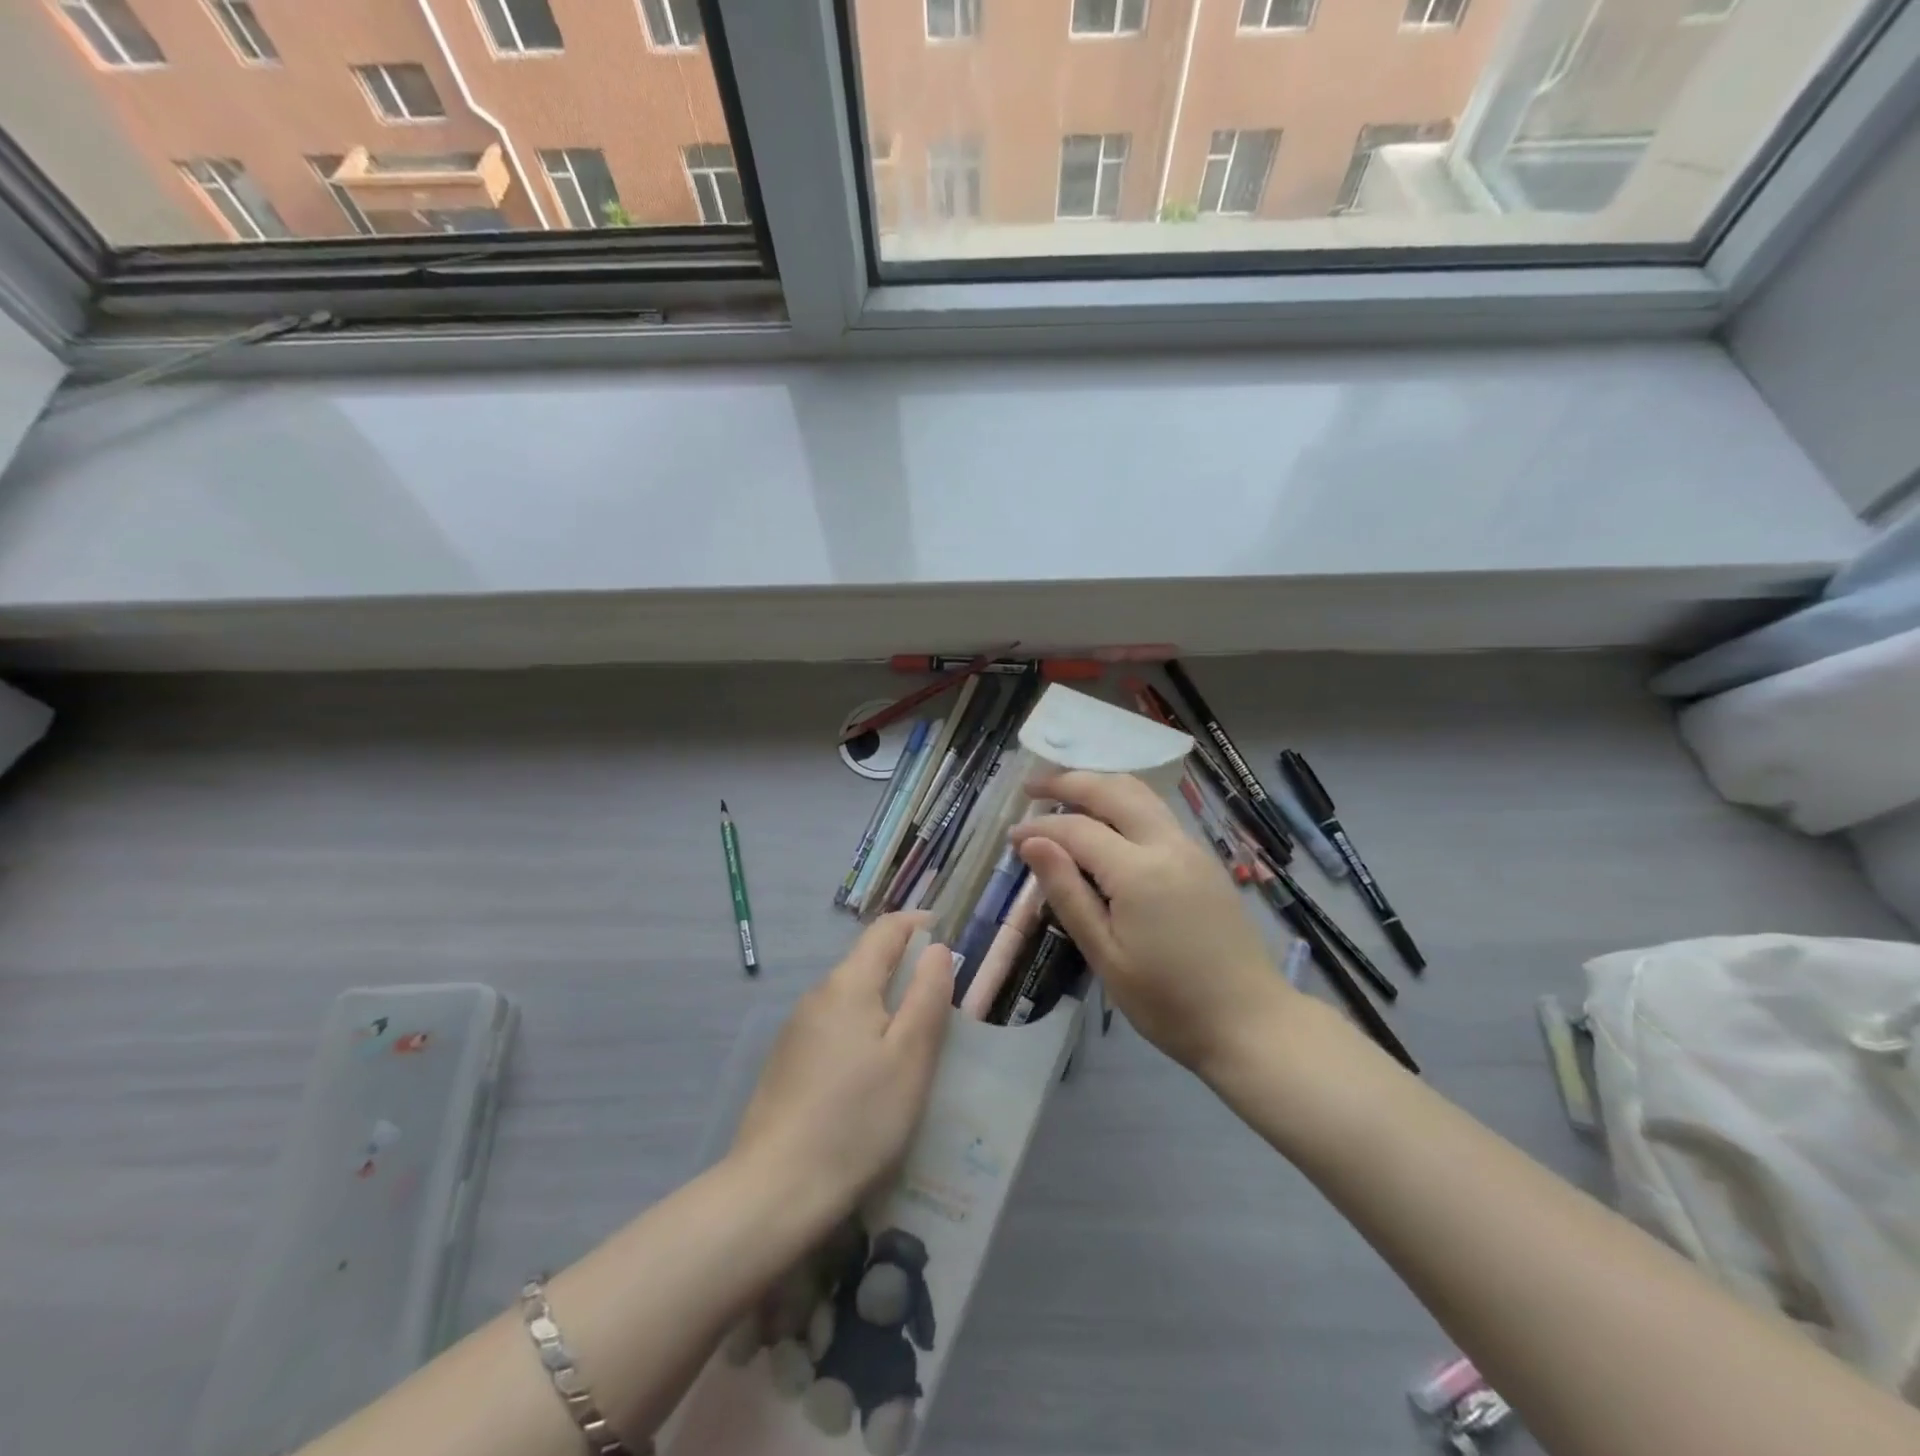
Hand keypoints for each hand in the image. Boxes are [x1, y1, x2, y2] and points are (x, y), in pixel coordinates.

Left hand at [733, 914, 953, 1210]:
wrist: (776, 1189)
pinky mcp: (786, 1061)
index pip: (886, 930)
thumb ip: (927, 995)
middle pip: (866, 963)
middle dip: (904, 970)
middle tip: (940, 1001)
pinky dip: (860, 1031)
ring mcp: (796, 1029)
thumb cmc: (858, 1118)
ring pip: (850, 998)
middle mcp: (817, 995)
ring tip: (912, 1041)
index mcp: (848, 984)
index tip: (947, 939)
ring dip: (883, 1004)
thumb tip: (935, 948)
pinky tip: (871, 1075)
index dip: (918, 925)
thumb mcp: (910, 1057)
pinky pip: (833, 1027)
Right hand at [1009, 771, 1295, 1076]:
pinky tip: (1105, 824)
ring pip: (1140, 794)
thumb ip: (1067, 893)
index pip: (1077, 829)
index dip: (1039, 829)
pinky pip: (1157, 814)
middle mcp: (1167, 845)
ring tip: (1063, 796)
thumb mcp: (1105, 955)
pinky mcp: (1205, 860)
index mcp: (1138, 871)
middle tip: (1031, 788)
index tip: (1011, 837)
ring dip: (1099, 786)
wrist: (1251, 1023)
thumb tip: (1032, 843)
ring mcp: (1191, 848)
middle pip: (1113, 790)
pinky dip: (1123, 804)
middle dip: (1068, 781)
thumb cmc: (1168, 1001)